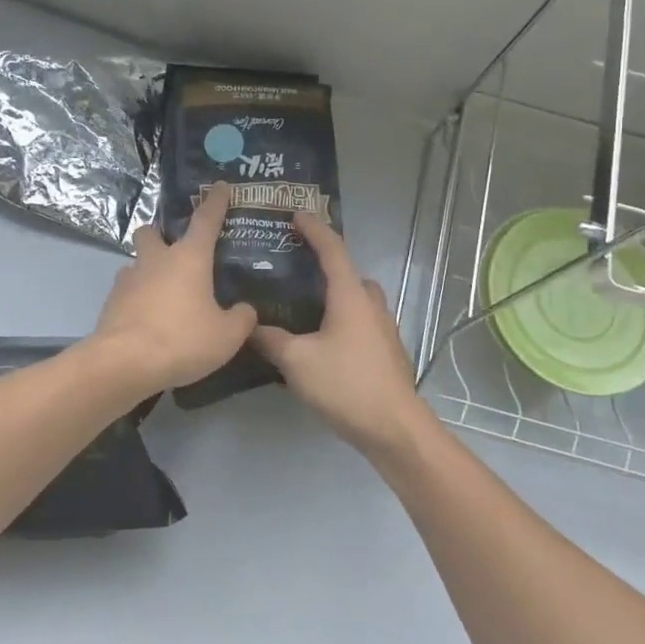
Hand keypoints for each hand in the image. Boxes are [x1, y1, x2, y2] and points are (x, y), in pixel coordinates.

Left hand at [90, 184, 257, 396]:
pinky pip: (126, 291)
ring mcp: (128, 279)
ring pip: (136, 263)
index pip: (206, 220)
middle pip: (151, 232)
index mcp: (189, 258)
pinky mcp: (110, 302)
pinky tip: (148, 319)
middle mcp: (156, 260)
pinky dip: (137, 299)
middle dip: (160, 236)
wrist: (125, 362)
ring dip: (148, 272)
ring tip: (164, 295)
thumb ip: (241, 319)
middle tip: (175, 254)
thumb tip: (244, 310)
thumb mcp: (226, 336)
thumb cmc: (182, 340)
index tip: (220, 186)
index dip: (215, 202)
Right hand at [251, 211, 433, 463]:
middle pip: (348, 274)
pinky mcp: (386, 352)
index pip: (332, 249)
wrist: (394, 428)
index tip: (295, 215)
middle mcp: (371, 305)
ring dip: (335, 296)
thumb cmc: (346, 385)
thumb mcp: (297, 361)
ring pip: (357, 300)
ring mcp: (384, 329)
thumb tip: (250, 326)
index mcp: (350, 296)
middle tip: (294, 271)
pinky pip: (361, 322)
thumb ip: (271, 340)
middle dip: (325, 266)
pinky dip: (342, 320)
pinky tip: (321, 342)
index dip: (314, 229)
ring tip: (304, 309)